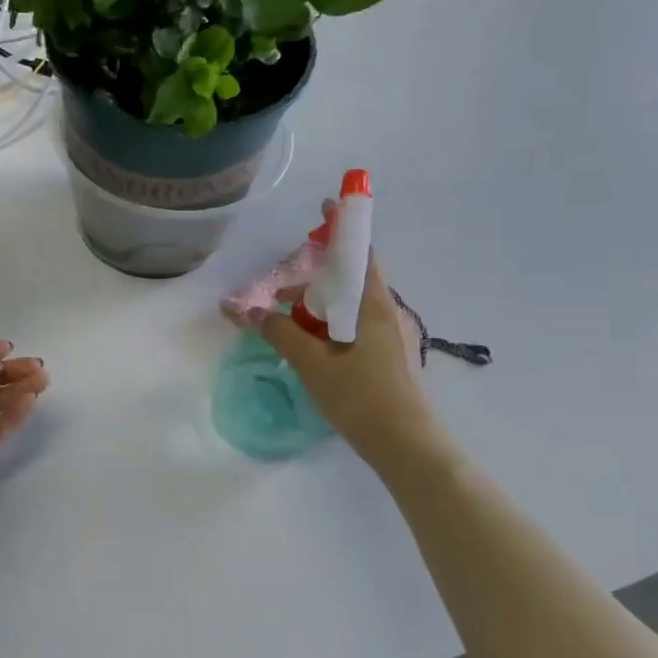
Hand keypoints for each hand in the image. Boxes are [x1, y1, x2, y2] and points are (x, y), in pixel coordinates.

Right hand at [254, 250, 447, 471]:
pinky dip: (329, 329)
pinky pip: (355, 329)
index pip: (360, 253)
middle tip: (280, 297)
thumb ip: (281, 333)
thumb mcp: (313, 364)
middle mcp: (388, 313)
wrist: (408, 447)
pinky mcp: (389, 358)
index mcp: (374, 305)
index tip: (323, 210)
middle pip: (349, 282)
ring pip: (350, 309)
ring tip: (288, 331)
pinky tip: (311, 352)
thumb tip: (250, 312)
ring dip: (318, 310)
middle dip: (313, 282)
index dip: (341, 229)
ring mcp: (392, 337)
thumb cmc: (362, 398)